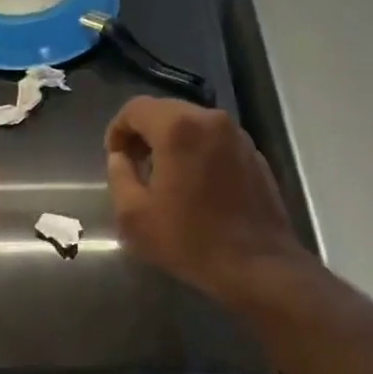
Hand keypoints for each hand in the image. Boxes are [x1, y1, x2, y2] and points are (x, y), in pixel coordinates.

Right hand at [105, 96, 307, 305]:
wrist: (257, 265)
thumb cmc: (189, 240)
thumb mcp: (134, 215)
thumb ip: (119, 175)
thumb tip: (120, 158)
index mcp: (178, 128)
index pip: (135, 108)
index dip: (118, 129)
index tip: (115, 157)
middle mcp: (211, 120)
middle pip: (165, 111)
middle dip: (144, 133)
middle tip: (134, 165)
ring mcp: (238, 136)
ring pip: (193, 124)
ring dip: (172, 141)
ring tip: (163, 176)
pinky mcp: (254, 154)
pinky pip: (215, 141)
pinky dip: (197, 151)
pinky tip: (194, 186)